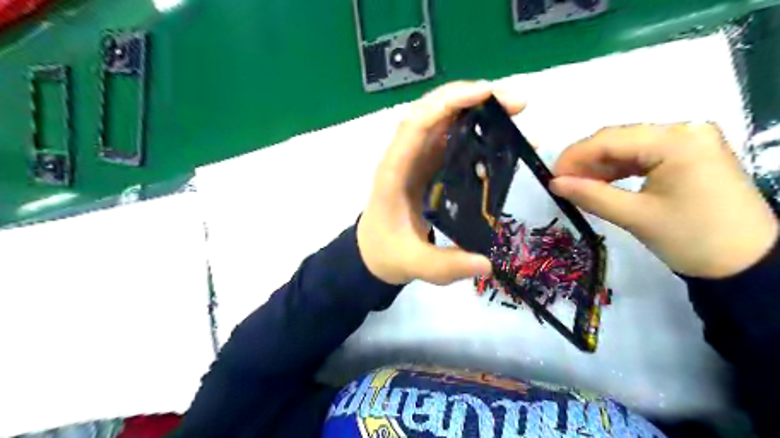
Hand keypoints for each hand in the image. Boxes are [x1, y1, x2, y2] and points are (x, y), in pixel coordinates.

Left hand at [358, 82, 522, 284]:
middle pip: (433, 112)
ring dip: (476, 109)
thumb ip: (446, 266)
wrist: (374, 253)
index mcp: (394, 172)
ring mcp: (417, 159)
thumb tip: (488, 263)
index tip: (487, 93)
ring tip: (514, 111)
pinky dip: (475, 130)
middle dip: (471, 98)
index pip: (415, 125)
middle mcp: (405, 157)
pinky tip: (501, 136)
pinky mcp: (428, 166)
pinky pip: (451, 139)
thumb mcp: (414, 265)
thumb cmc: (387, 253)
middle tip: (515, 103)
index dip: (448, 103)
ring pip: (443, 121)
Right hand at [551, 123, 776, 278]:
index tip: (551, 177)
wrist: (748, 264)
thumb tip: (554, 183)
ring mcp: (689, 141)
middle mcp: (684, 130)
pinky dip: (619, 169)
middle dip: (586, 161)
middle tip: (561, 184)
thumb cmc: (692, 239)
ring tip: (578, 186)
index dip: (574, 157)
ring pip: (628, 147)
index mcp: (676, 140)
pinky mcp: (689, 155)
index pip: (610, 139)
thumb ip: (591, 195)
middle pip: (619, 139)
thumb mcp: (635, 217)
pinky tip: (602, 183)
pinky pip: (643, 155)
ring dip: (600, 166)